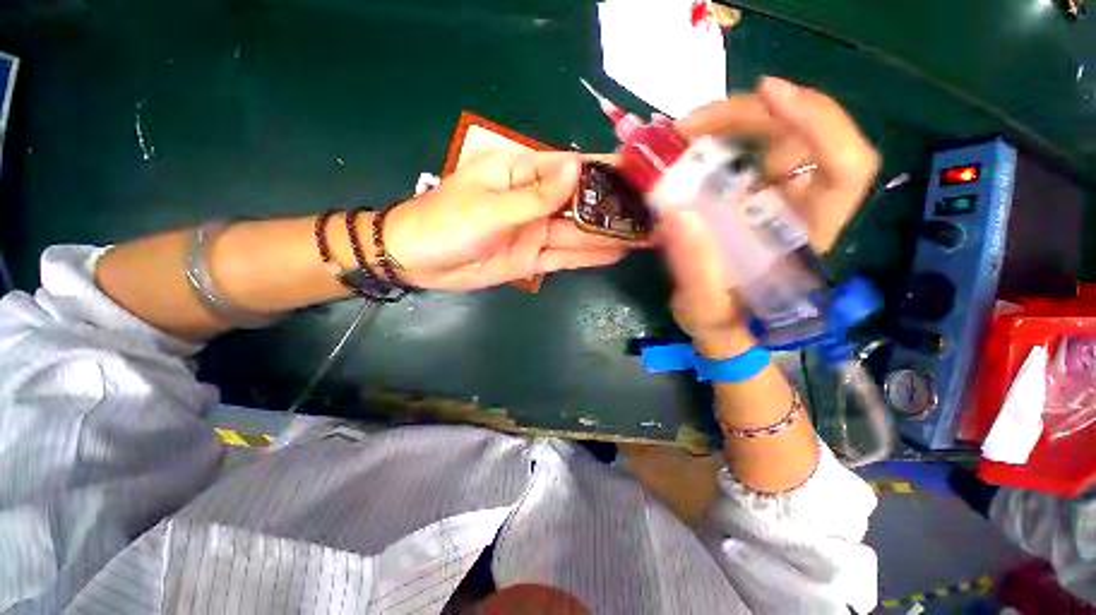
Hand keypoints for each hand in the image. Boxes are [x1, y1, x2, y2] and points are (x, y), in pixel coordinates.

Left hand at [383, 151, 642, 290]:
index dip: (605, 169)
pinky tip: (616, 254)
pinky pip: (566, 257)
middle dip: (615, 208)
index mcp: (523, 175)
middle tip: (654, 212)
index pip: (572, 168)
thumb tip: (577, 168)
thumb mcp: (492, 207)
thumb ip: (536, 195)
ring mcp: (537, 233)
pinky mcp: (533, 260)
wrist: (420, 262)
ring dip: (609, 235)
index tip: (641, 172)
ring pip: (579, 233)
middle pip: (582, 203)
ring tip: (645, 236)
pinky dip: (589, 257)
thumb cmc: (447, 223)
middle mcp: (536, 202)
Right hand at [662, 77, 879, 356]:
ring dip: (729, 122)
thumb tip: (676, 212)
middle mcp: (798, 208)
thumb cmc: (720, 323)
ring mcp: (772, 199)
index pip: (845, 167)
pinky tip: (687, 146)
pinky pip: (743, 153)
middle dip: (751, 115)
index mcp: (804, 236)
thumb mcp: (704, 308)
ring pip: (773, 137)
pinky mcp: (747, 198)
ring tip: (680, 134)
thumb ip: (694, 269)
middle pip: (801, 137)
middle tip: (690, 125)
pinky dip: (717, 139)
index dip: (820, 122)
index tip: (769, 94)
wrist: (719, 327)